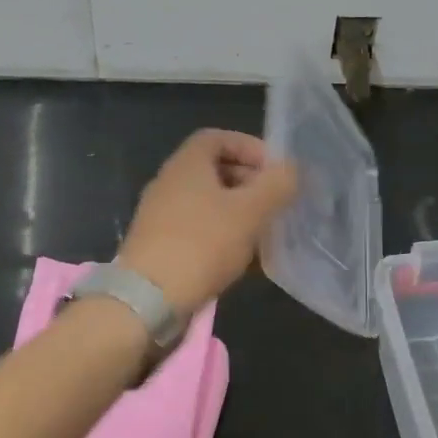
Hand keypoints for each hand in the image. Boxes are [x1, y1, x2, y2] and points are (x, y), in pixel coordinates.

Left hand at [117, 129, 298, 313]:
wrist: (146, 300)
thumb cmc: (201, 244)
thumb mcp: (249, 211)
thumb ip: (275, 185)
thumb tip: (291, 169)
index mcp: (187, 164)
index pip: (218, 137)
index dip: (249, 147)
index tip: (275, 170)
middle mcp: (170, 183)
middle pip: (215, 170)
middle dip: (250, 183)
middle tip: (277, 203)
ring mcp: (162, 216)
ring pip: (209, 204)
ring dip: (240, 214)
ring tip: (266, 234)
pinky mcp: (161, 246)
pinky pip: (199, 231)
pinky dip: (224, 237)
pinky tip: (245, 261)